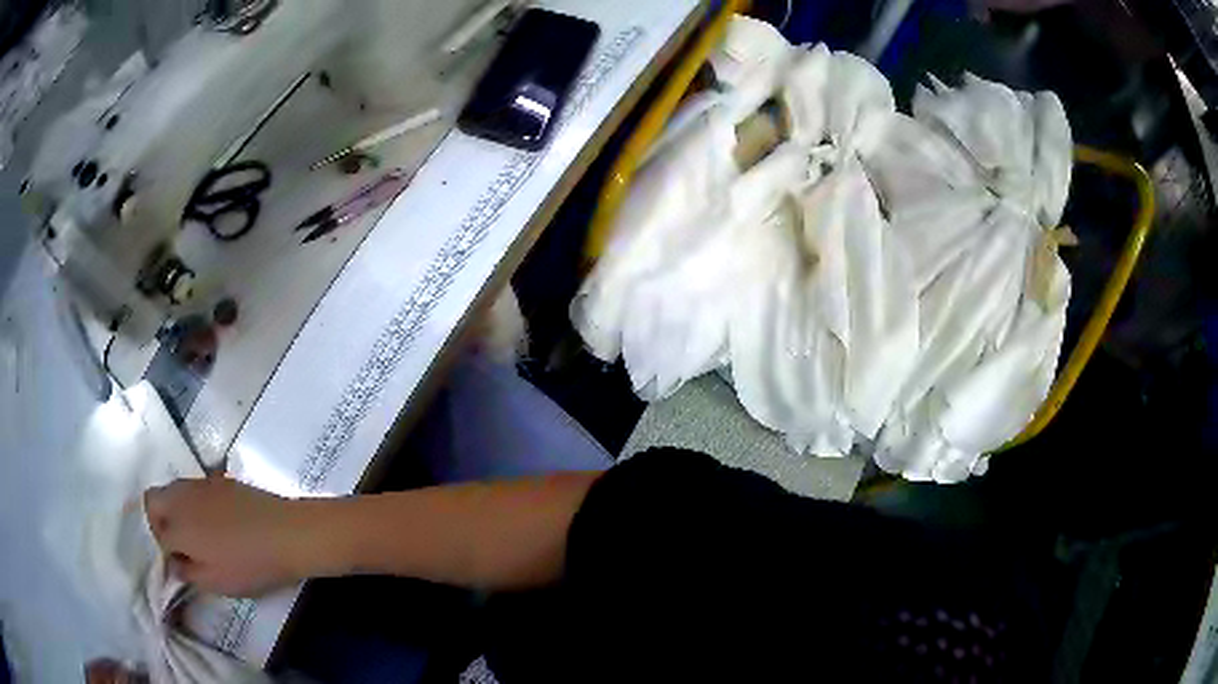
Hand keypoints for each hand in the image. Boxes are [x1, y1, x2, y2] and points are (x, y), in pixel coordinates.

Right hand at [144, 477, 318, 597]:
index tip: (180, 565)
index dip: (165, 552)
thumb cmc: (249, 564)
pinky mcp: (220, 479)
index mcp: (176, 524)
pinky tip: (215, 521)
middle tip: (180, 544)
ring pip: (172, 489)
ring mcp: (200, 484)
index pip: (157, 535)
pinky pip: (194, 488)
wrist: (287, 532)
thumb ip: (187, 572)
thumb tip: (173, 563)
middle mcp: (181, 497)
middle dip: (158, 521)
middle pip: (153, 500)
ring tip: (198, 535)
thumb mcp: (215, 582)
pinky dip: (193, 502)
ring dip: (174, 509)